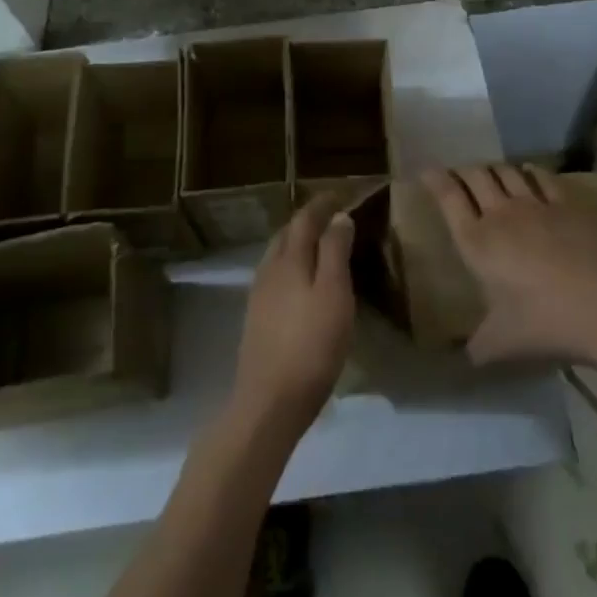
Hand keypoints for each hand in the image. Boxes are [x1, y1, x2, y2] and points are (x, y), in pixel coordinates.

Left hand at [230, 201, 356, 434]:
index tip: (339, 194)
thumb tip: (339, 217)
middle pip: (287, 234)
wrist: (268, 402)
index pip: (304, 219)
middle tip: (330, 216)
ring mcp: (259, 295)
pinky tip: (301, 281)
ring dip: (297, 242)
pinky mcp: (257, 318)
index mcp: (289, 259)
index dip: (322, 204)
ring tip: (319, 244)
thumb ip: (335, 252)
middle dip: (307, 220)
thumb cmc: (311, 345)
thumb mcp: (334, 295)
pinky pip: (275, 275)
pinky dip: (291, 265)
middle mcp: (269, 269)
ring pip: (278, 255)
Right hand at [424, 165, 596, 364]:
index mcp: (476, 242)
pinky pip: (542, 178)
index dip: (435, 180)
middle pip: (476, 177)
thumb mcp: (501, 343)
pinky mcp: (566, 205)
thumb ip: (478, 346)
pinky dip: (531, 172)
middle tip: (459, 175)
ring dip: (495, 169)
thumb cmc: (543, 322)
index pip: (448, 198)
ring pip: (507, 172)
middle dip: (464, 171)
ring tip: (491, 173)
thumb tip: (464, 358)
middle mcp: (500, 214)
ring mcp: (536, 205)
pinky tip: (529, 172)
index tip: (426, 170)